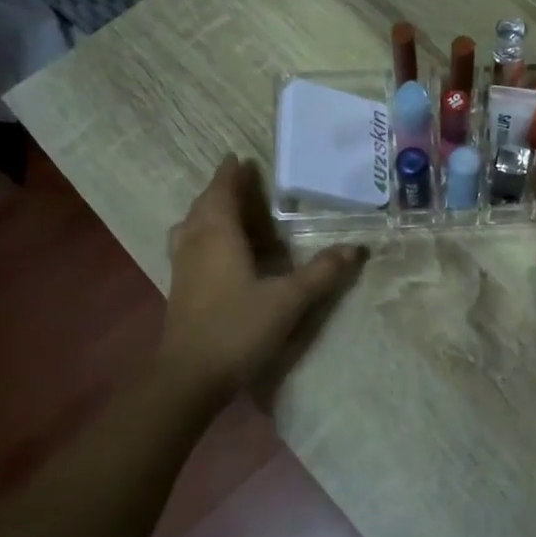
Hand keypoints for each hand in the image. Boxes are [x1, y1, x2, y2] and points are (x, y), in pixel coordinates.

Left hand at [157, 156, 365, 404]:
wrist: (189, 378)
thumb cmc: (238, 329)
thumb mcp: (288, 300)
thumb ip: (321, 273)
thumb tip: (355, 248)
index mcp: (218, 236)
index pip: (222, 193)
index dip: (231, 175)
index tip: (239, 158)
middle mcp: (196, 244)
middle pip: (204, 206)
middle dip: (220, 189)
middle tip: (240, 179)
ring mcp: (183, 268)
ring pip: (190, 226)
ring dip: (207, 211)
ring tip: (226, 210)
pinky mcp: (179, 289)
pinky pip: (188, 246)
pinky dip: (201, 234)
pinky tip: (218, 251)